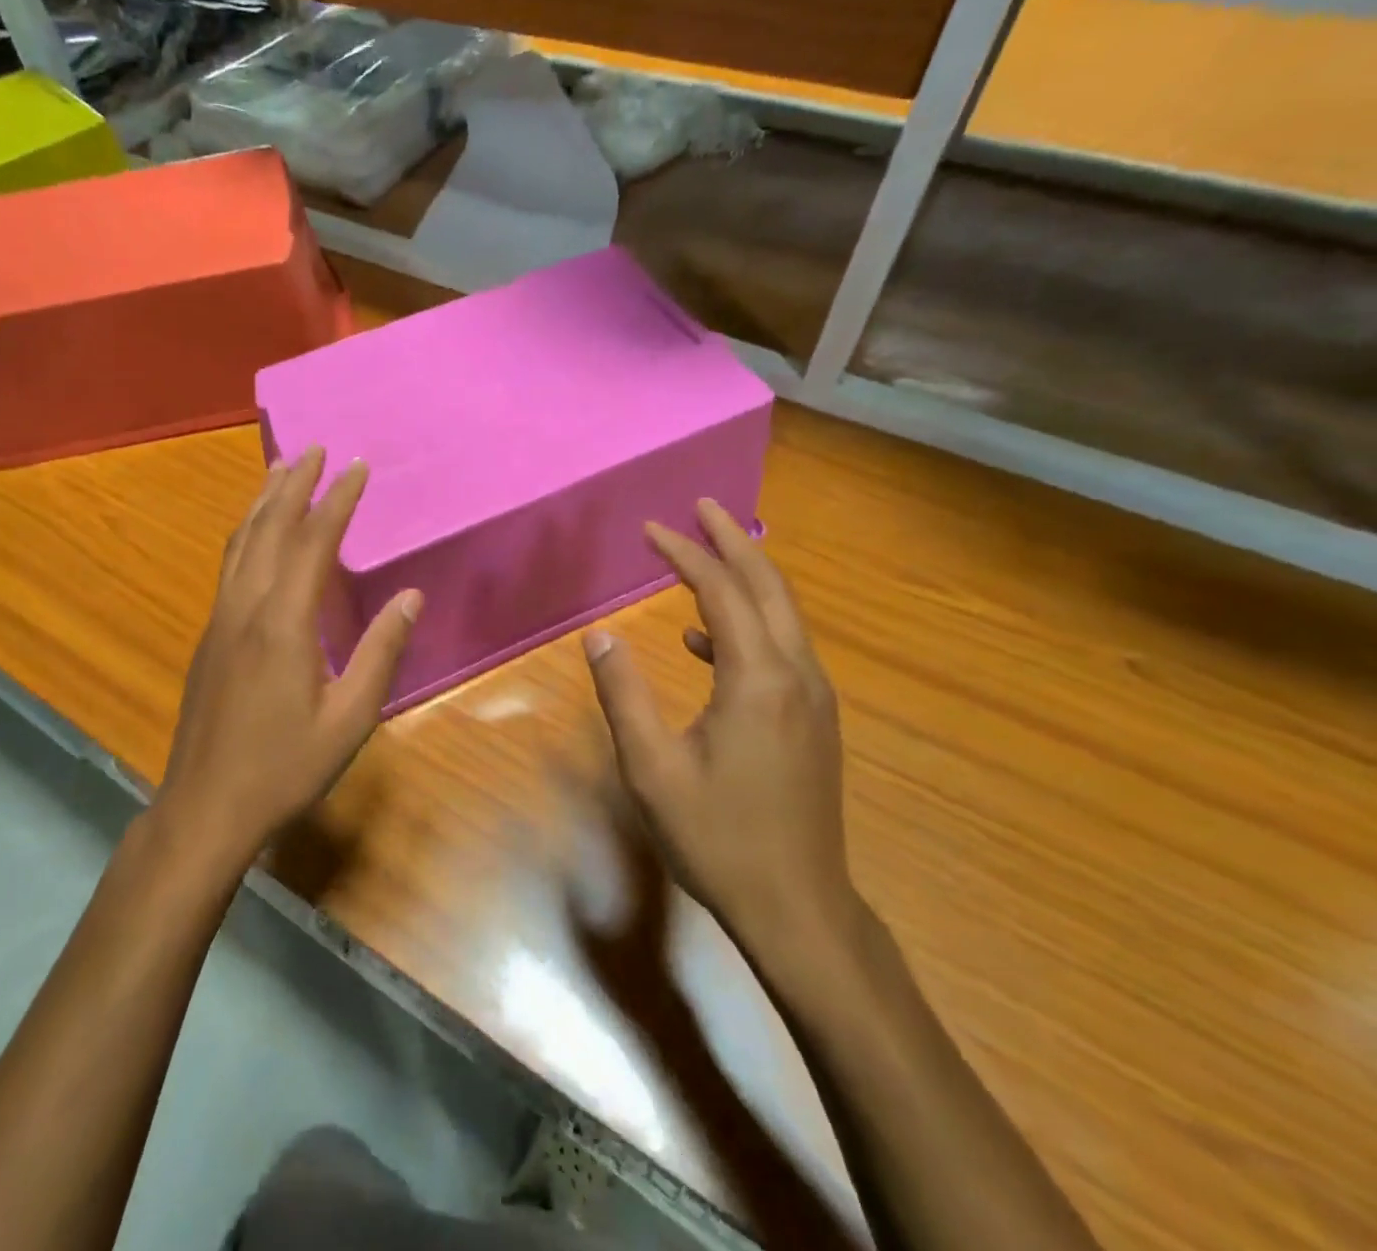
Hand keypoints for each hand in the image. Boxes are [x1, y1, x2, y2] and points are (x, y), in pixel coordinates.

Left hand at [154, 446, 421, 870]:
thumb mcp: (350, 718)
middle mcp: (246, 608)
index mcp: (284, 623)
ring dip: (263, 501)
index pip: (313, 543)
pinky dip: (246, 532)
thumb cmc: (285, 767)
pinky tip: (254, 533)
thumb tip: (411, 596)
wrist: (205, 807)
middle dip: (293, 484)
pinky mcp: (209, 636)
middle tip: (313, 448)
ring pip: (240, 543)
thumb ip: (381, 652)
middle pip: (269, 529)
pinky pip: (229, 565)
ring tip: (280, 469)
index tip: (356, 466)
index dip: (336, 500)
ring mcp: (220, 620)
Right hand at [583, 499, 856, 966]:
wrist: (799, 907)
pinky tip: (703, 641)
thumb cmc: (718, 838)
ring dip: (744, 576)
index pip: (721, 591)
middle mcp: (796, 675)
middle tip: (701, 506)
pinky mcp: (813, 719)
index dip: (685, 553)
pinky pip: (781, 648)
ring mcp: (813, 697)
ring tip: (703, 554)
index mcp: (758, 679)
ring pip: (782, 614)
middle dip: (733, 540)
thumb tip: (599, 635)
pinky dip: (745, 625)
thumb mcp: (652, 768)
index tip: (650, 528)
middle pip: (768, 586)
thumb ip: (623, 694)